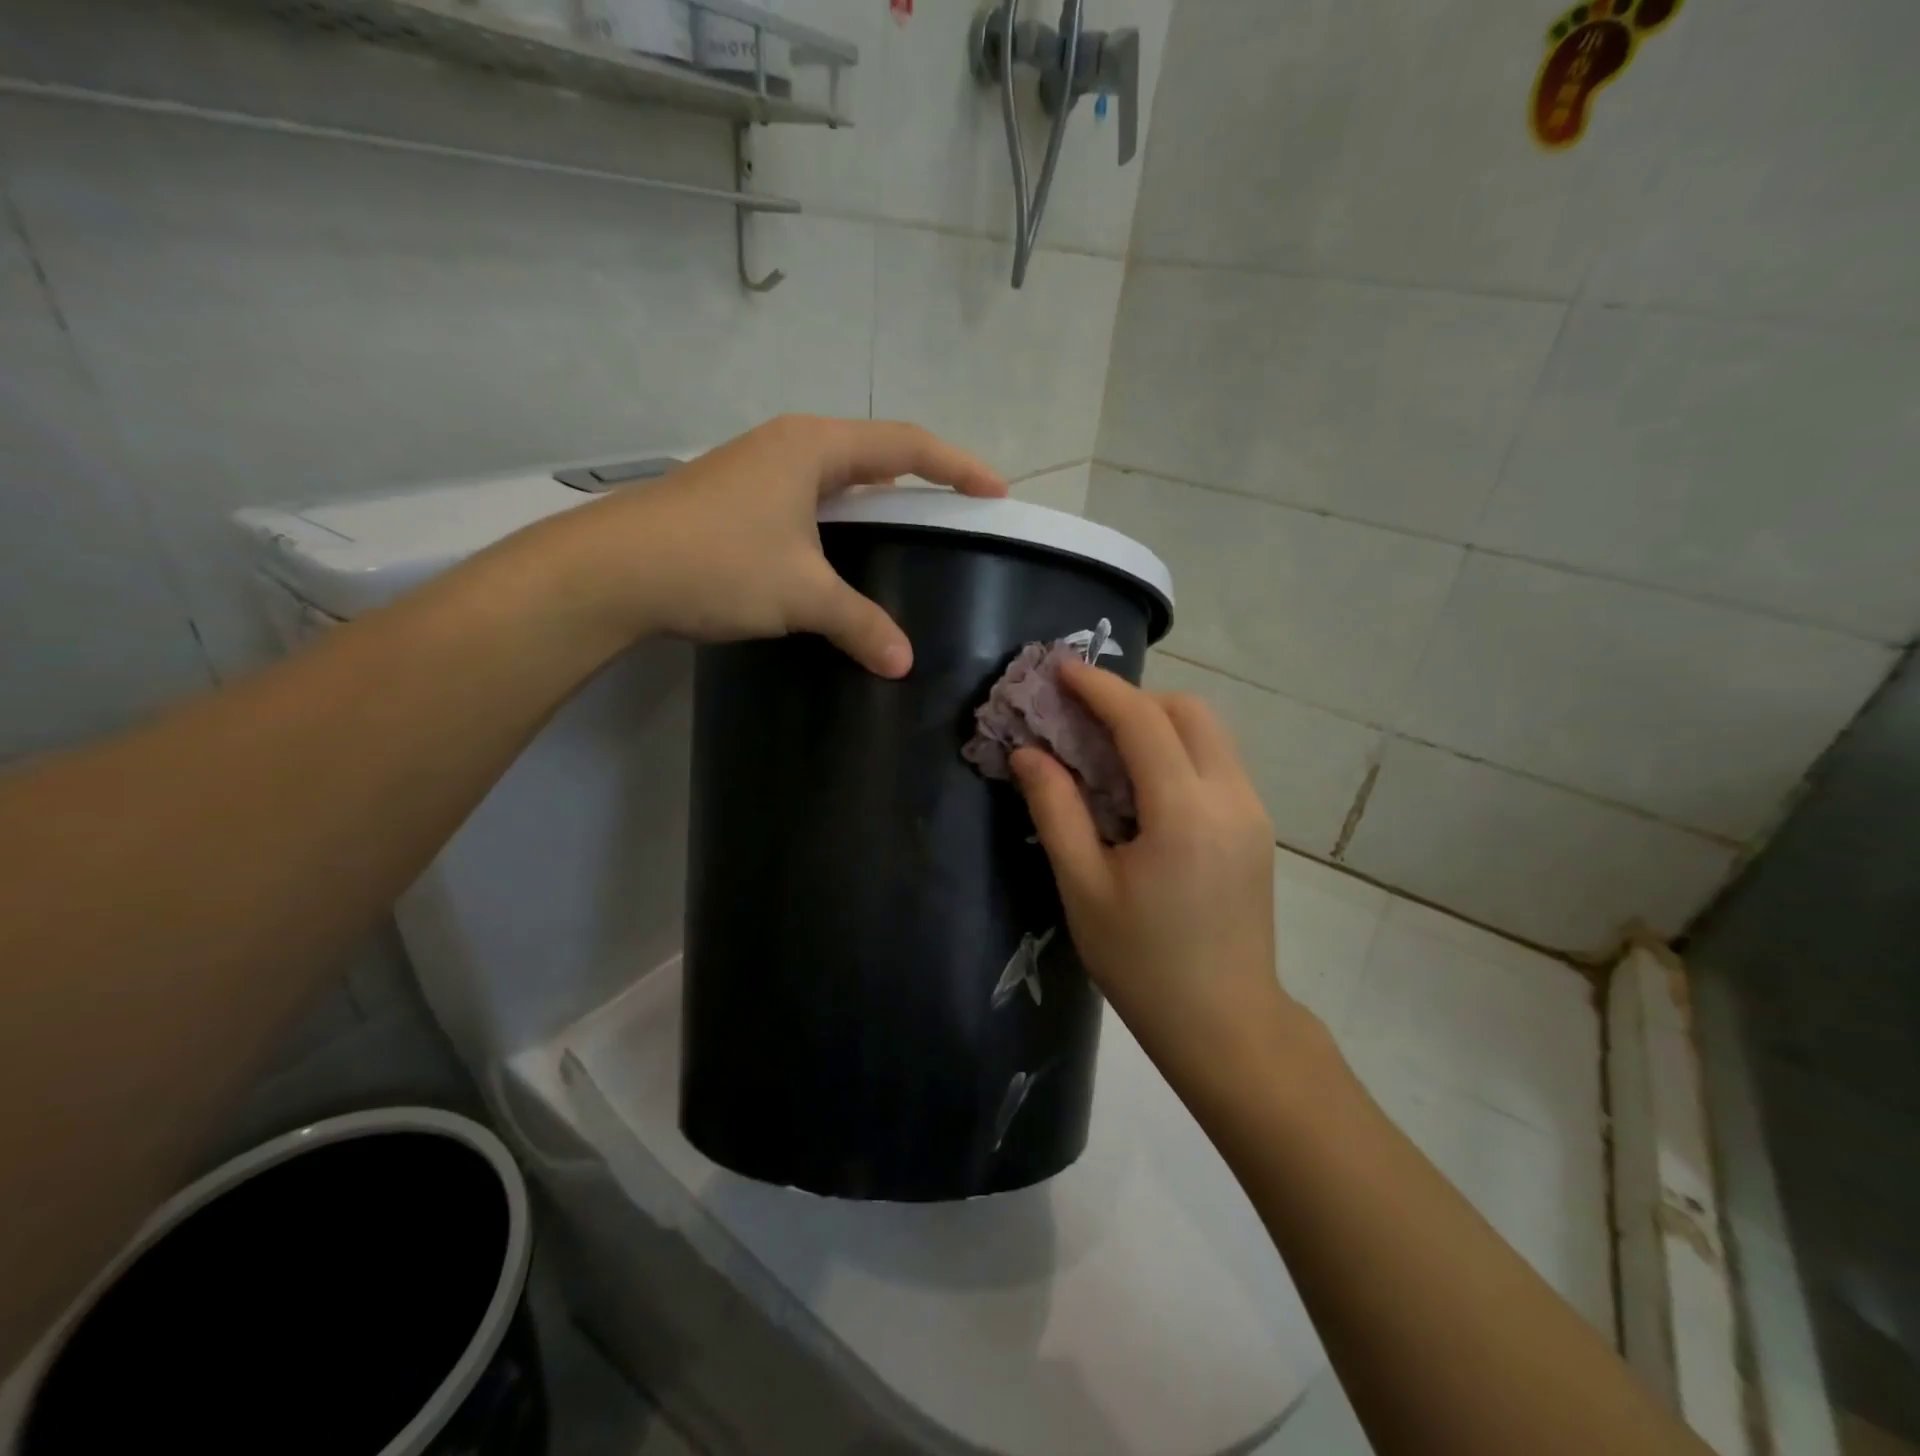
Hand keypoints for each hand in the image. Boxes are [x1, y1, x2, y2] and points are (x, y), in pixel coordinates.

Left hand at [557, 415, 1003, 675]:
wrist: (609, 572)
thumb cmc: (717, 563)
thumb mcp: (801, 594)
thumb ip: (860, 623)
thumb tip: (903, 662)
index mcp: (814, 447)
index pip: (906, 446)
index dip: (957, 467)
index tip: (995, 491)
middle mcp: (787, 446)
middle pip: (873, 453)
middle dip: (920, 477)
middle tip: (956, 510)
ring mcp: (756, 471)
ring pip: (835, 479)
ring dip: (875, 501)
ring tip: (907, 532)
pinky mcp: (734, 501)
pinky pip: (807, 502)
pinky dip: (838, 523)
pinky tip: (841, 555)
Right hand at [1010, 661, 1297, 1083]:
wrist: (1226, 1024)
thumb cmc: (1143, 963)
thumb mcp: (1084, 888)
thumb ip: (1056, 810)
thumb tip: (1029, 753)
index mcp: (1184, 812)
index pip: (1142, 721)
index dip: (1099, 688)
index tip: (1061, 669)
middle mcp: (1230, 797)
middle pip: (1188, 712)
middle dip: (1133, 699)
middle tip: (1082, 717)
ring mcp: (1252, 812)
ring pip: (1209, 734)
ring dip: (1158, 722)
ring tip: (1106, 747)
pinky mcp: (1257, 829)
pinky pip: (1217, 763)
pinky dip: (1177, 750)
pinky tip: (1142, 785)